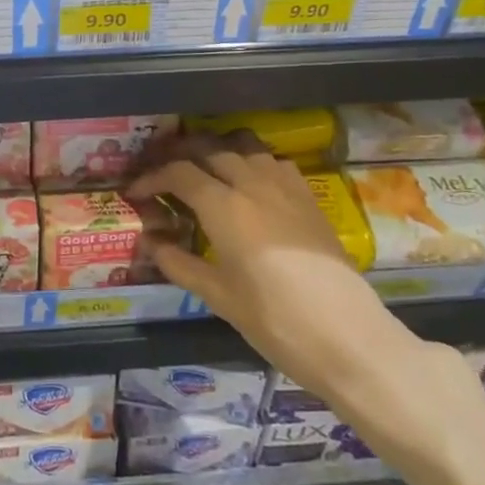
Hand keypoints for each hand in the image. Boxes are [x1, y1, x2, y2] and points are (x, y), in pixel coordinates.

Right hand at [128, 132, 393, 390]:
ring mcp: (285, 187)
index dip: (151, 177)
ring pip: (243, 148)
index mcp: (224, 206)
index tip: (136, 192)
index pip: (178, 172)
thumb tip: (150, 243)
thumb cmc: (275, 321)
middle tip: (163, 174)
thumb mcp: (218, 297)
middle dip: (179, 155)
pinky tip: (248, 184)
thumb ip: (179, 264)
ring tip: (202, 170)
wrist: (348, 337)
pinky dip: (251, 162)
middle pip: (208, 149)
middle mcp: (252, 184)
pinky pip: (273, 162)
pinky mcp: (309, 197)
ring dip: (216, 151)